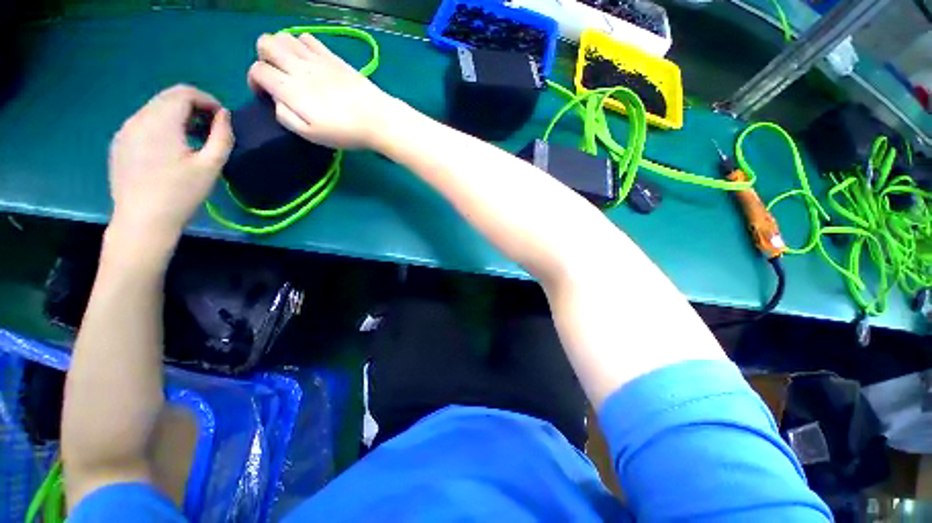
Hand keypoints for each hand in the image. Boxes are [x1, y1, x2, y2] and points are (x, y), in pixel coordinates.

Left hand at [108, 85, 232, 246]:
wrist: (142, 221)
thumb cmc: (180, 193)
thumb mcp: (211, 166)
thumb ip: (222, 136)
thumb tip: (224, 116)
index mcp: (160, 121)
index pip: (184, 93)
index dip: (207, 100)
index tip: (221, 119)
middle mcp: (138, 118)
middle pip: (168, 97)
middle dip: (193, 107)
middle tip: (210, 129)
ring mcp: (125, 130)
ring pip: (155, 109)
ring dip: (177, 116)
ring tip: (193, 140)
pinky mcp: (119, 143)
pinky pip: (143, 123)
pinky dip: (162, 126)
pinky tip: (171, 149)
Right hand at [248, 32, 400, 149]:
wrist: (377, 119)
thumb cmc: (345, 132)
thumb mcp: (311, 135)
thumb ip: (286, 116)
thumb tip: (276, 101)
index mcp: (290, 88)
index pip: (257, 70)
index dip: (255, 82)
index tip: (266, 96)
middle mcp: (298, 67)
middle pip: (264, 43)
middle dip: (263, 58)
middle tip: (277, 77)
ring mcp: (316, 58)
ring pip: (284, 35)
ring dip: (280, 49)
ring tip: (292, 68)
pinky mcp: (332, 56)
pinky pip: (307, 37)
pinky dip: (301, 45)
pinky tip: (310, 61)